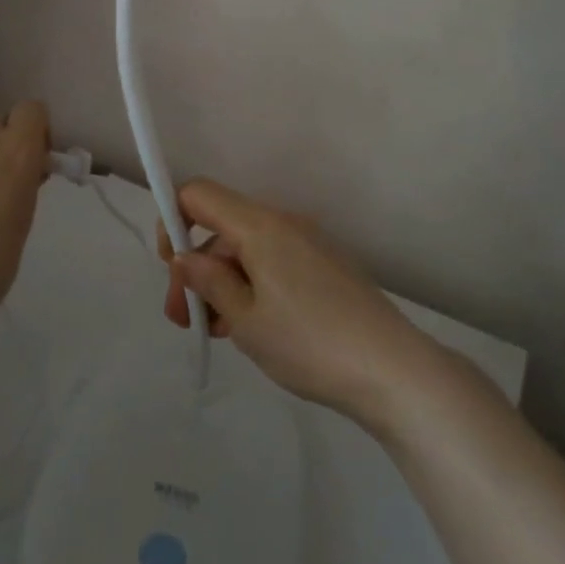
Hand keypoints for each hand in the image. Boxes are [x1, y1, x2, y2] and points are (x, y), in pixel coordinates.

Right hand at [158, 177, 443, 428]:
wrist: (392, 369)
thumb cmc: (309, 343)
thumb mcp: (246, 320)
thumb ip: (210, 282)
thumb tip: (186, 258)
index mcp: (260, 226)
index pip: (200, 194)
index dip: (174, 220)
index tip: (172, 269)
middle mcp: (284, 222)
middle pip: (223, 227)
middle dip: (196, 267)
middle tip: (185, 320)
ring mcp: (309, 243)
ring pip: (248, 250)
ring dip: (223, 282)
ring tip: (217, 332)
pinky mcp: (326, 266)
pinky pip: (274, 263)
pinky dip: (252, 285)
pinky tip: (250, 327)